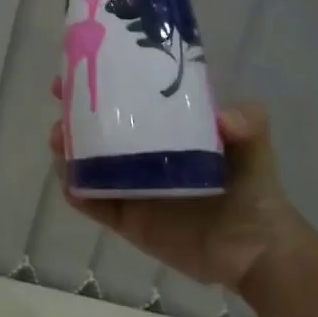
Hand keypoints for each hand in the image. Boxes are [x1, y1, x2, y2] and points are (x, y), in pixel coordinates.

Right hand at [50, 86, 309, 295]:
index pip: (126, 97)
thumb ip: (248, 123)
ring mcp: (130, 185)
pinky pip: (92, 203)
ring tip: (60, 141)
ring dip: (67, 149)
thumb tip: (225, 119)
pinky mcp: (125, 219)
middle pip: (96, 126)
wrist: (257, 250)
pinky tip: (69, 182)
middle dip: (72, 112)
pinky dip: (75, 192)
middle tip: (61, 103)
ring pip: (87, 162)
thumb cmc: (254, 188)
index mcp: (164, 127)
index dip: (98, 79)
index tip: (77, 66)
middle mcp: (141, 152)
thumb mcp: (255, 145)